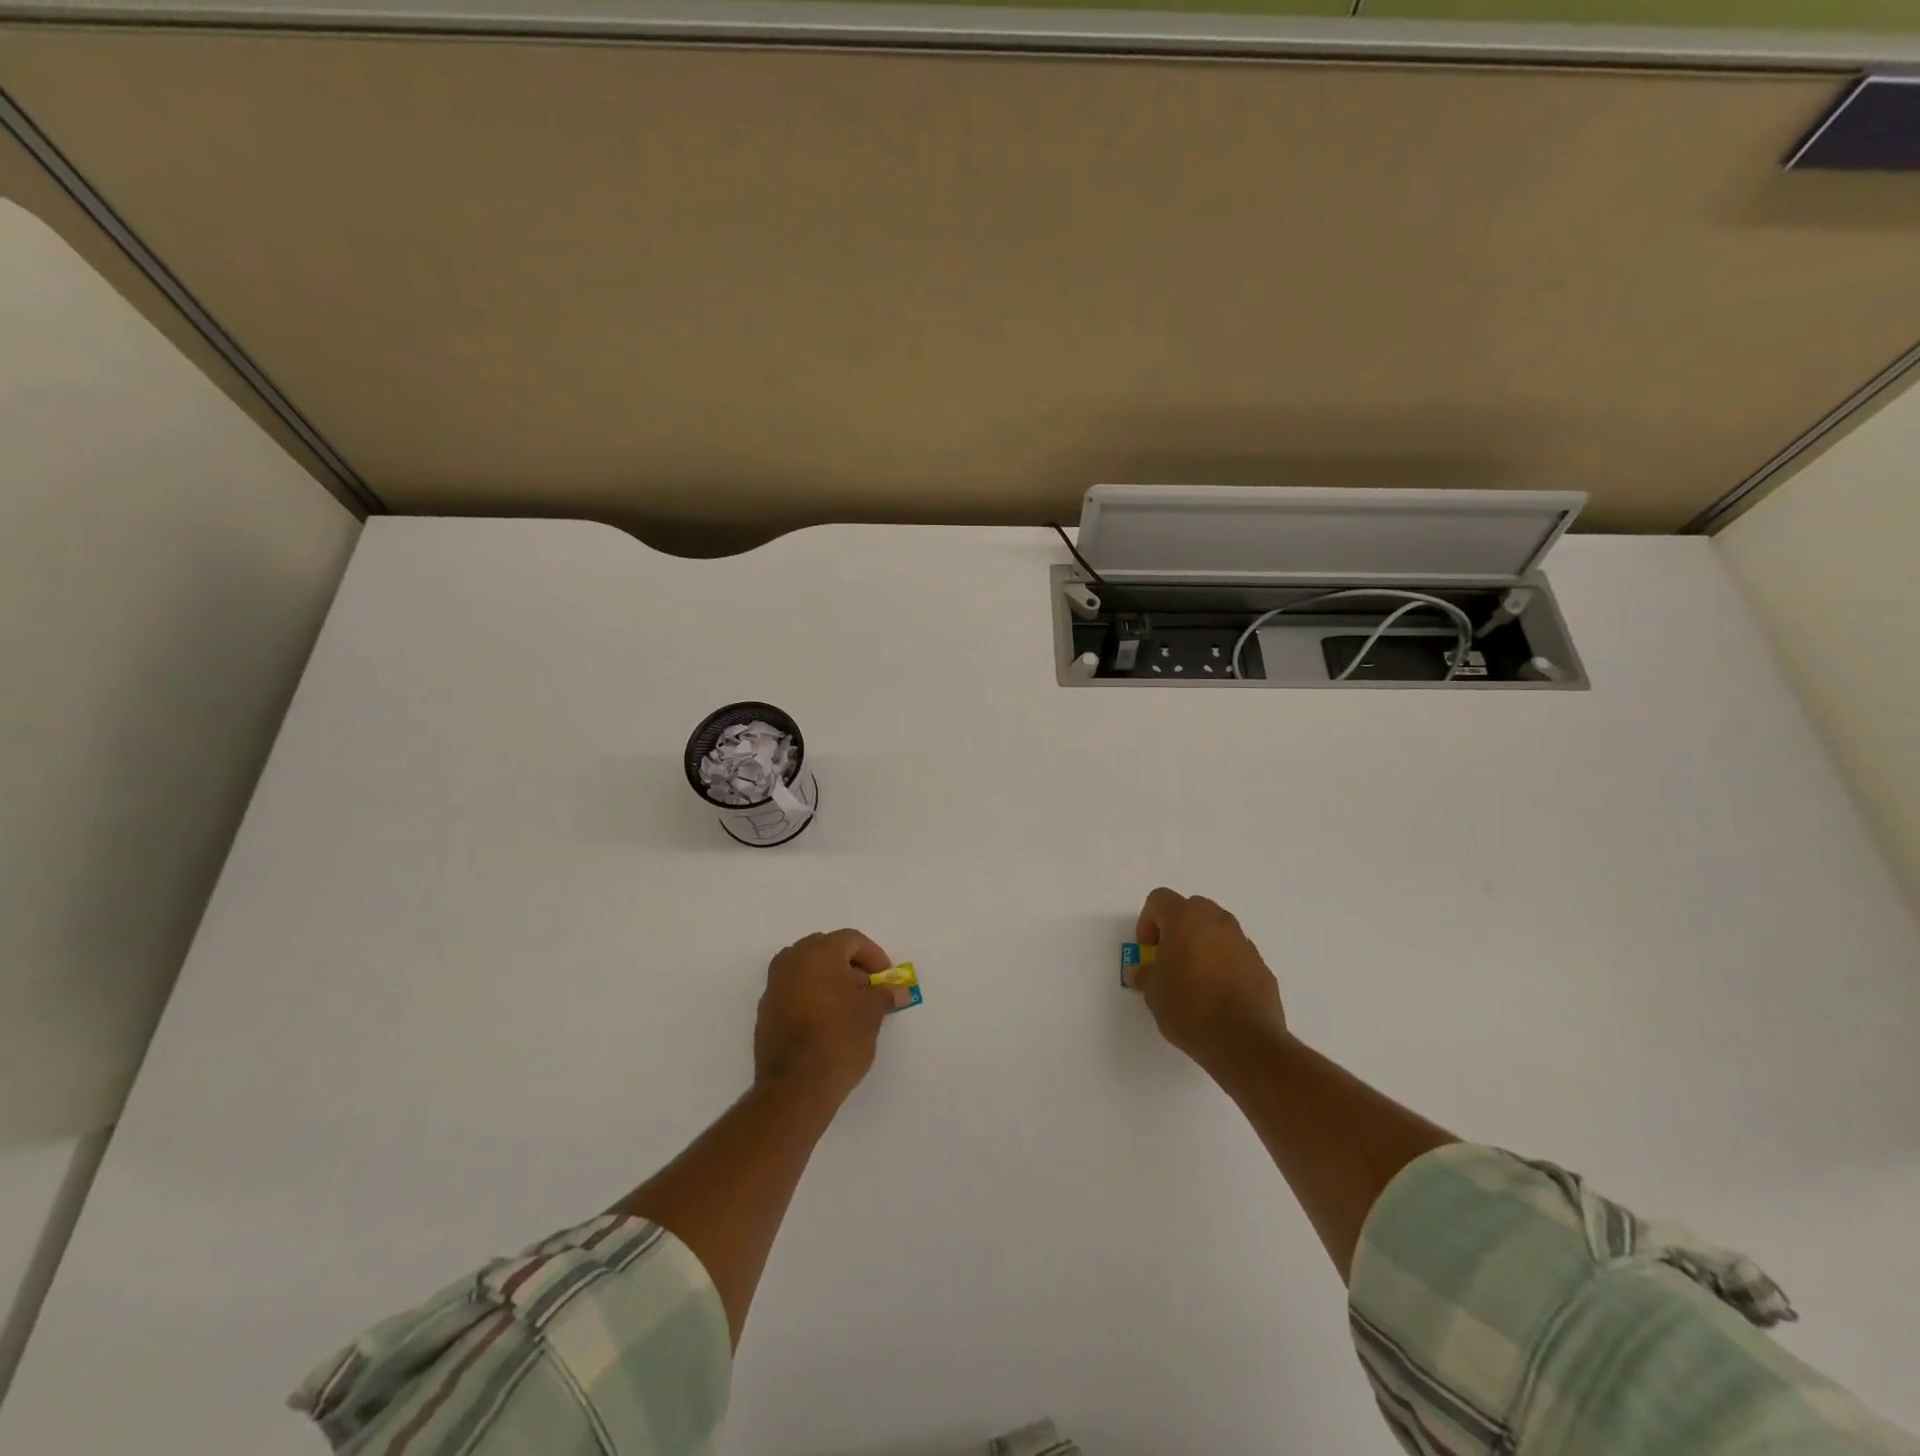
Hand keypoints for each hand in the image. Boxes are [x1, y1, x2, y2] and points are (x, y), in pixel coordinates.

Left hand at [754, 929, 903, 1106]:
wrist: (796, 1086)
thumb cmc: (840, 1038)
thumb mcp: (871, 1014)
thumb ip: (884, 995)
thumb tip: (899, 991)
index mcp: (819, 952)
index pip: (851, 940)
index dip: (873, 956)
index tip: (885, 977)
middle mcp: (792, 960)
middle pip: (826, 949)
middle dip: (849, 965)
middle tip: (867, 988)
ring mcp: (774, 985)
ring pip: (806, 969)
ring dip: (828, 979)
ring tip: (848, 1006)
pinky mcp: (765, 1011)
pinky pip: (792, 990)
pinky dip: (810, 996)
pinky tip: (825, 1021)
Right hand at [1134, 888, 1286, 1069]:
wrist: (1245, 1040)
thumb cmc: (1189, 1007)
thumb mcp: (1153, 993)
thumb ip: (1145, 975)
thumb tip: (1142, 972)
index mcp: (1185, 918)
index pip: (1159, 899)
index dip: (1147, 921)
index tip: (1147, 950)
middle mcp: (1217, 921)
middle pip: (1191, 909)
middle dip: (1176, 929)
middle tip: (1168, 959)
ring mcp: (1243, 942)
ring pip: (1216, 931)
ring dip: (1202, 945)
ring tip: (1194, 979)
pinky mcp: (1261, 965)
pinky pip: (1235, 954)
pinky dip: (1223, 965)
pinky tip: (1217, 995)